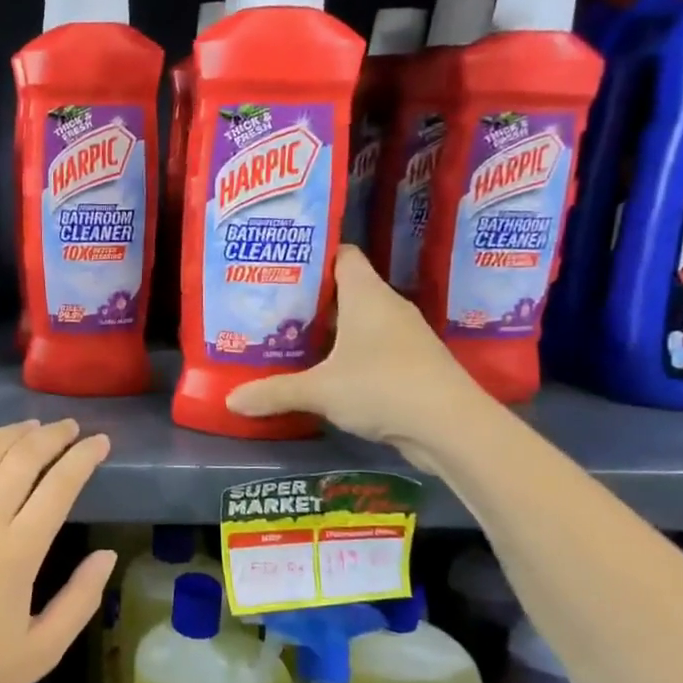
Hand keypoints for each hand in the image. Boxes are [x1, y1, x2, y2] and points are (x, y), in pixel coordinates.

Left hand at [0, 419, 115, 682]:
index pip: (59, 486)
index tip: (100, 442)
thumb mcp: (44, 650)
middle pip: (23, 458)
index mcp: (18, 553)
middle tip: (71, 428)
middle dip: (53, 436)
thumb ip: (82, 600)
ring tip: (31, 426)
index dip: (84, 457)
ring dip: (10, 432)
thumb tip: (108, 554)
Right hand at [226, 245, 485, 464]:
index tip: (279, 263)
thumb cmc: (382, 387)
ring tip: (287, 337)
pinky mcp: (411, 364)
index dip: (313, 255)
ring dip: (328, 329)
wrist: (452, 428)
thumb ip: (274, 392)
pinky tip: (322, 371)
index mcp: (367, 295)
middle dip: (309, 298)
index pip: (342, 255)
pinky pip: (370, 347)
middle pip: (344, 289)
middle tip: (269, 306)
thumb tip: (230, 401)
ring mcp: (403, 336)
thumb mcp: (320, 390)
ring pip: (358, 321)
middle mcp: (387, 307)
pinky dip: (346, 354)